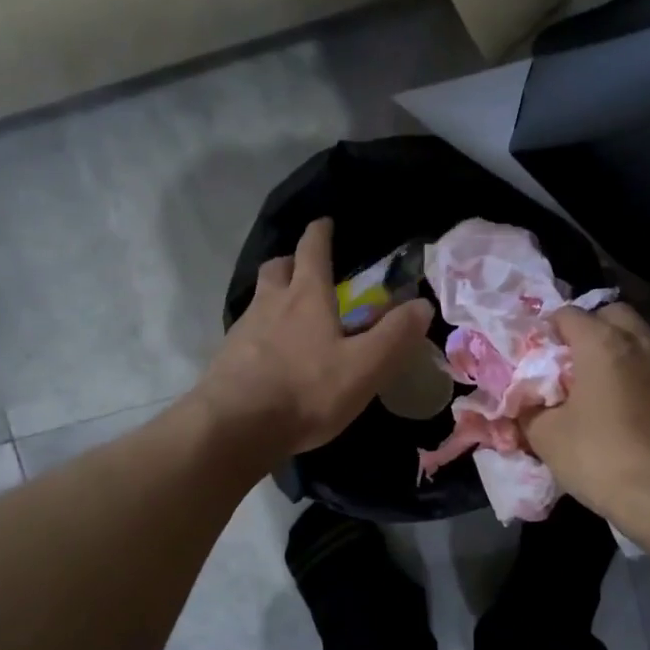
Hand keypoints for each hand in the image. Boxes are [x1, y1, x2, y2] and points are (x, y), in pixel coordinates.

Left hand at [196, 218, 433, 458]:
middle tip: (305, 269)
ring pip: (259, 298)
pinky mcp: (226, 358)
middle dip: (292, 261)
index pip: (312, 250)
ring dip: (275, 295)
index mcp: (306, 297)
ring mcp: (243, 330)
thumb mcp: (364, 367)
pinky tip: (271, 354)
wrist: (235, 427)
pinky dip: (261, 331)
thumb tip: (422, 304)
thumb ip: (395, 335)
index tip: (324, 222)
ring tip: (291, 313)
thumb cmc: (306, 391)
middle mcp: (271, 304)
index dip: (320, 233)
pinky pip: (247, 332)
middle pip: (277, 268)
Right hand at [521, 303, 649, 519]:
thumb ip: (529, 407)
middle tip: (573, 360)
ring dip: (619, 347)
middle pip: (611, 313)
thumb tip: (526, 400)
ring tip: (602, 379)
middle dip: (591, 328)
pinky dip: (640, 370)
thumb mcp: (544, 434)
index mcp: (601, 342)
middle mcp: (639, 340)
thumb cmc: (596, 455)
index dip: (548, 331)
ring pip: (639, 335)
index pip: (568, 314)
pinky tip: (628, 398)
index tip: (539, 355)